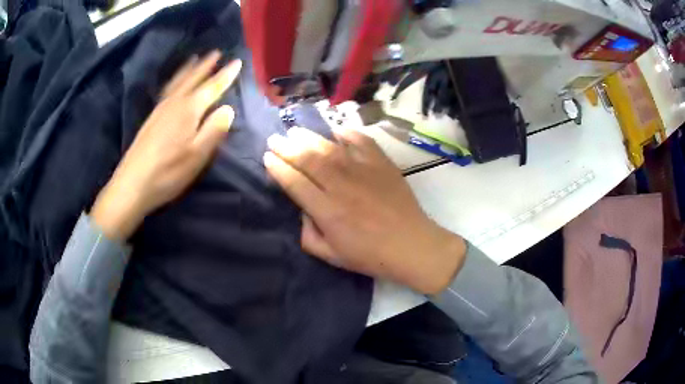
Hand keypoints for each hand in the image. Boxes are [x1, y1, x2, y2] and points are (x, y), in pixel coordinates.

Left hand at [91, 51, 241, 239]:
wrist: (133, 184)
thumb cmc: (168, 172)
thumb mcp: (197, 155)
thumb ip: (214, 130)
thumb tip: (228, 109)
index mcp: (189, 110)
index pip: (212, 87)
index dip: (225, 75)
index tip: (237, 61)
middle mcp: (174, 103)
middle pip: (193, 79)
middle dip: (206, 65)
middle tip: (216, 52)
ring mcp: (160, 110)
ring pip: (178, 82)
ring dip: (189, 69)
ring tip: (195, 59)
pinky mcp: (151, 118)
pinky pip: (167, 90)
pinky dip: (174, 80)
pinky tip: (174, 84)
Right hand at [264, 126, 465, 294]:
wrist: (411, 245)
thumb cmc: (370, 255)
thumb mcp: (331, 256)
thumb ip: (308, 234)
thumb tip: (303, 210)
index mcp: (327, 211)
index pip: (295, 183)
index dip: (278, 168)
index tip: (267, 158)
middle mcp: (341, 186)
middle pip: (308, 160)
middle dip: (286, 147)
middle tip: (274, 139)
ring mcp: (363, 171)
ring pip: (329, 148)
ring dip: (309, 137)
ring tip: (295, 131)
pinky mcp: (382, 164)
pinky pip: (362, 142)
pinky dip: (347, 134)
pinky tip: (336, 131)